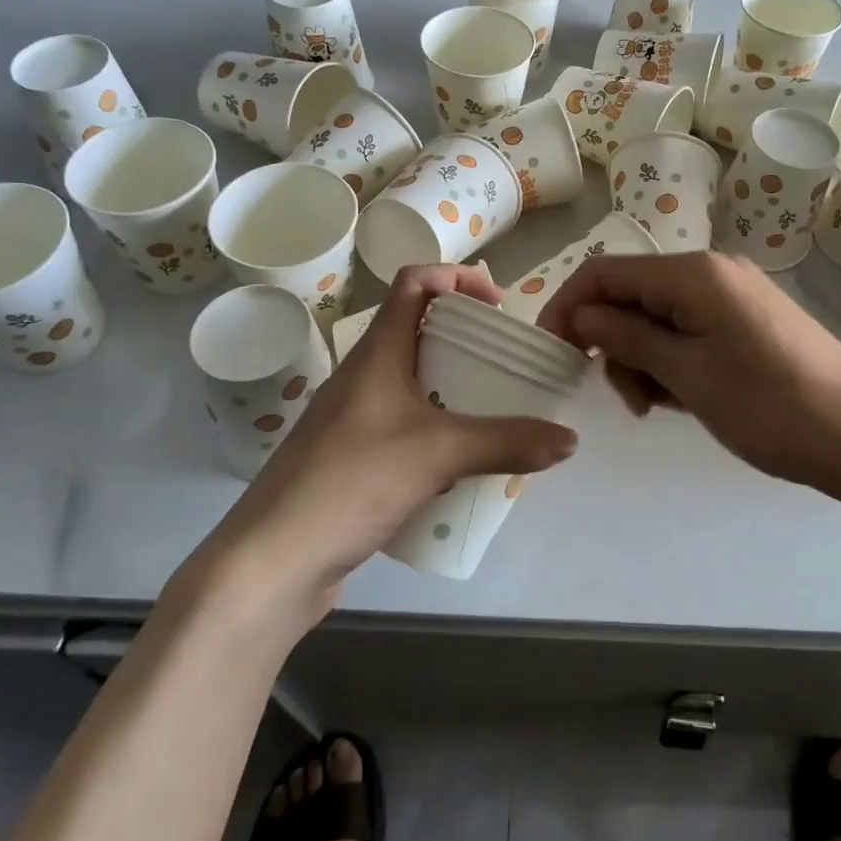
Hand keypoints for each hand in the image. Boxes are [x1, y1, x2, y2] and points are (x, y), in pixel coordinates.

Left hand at [199, 264, 578, 618]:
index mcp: (376, 354)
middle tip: (509, 363)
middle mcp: (362, 378)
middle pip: (418, 333)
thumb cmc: (350, 482)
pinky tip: (463, 466)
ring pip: (413, 385)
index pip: (413, 284)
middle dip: (466, 340)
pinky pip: (406, 429)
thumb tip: (569, 440)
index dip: (457, 277)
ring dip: (454, 390)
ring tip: (498, 412)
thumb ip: (507, 442)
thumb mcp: (438, 454)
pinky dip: (439, 432)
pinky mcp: (352, 461)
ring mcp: (353, 421)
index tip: (499, 305)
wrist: (272, 563)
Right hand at [537, 251, 840, 511]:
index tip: (552, 353)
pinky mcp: (747, 321)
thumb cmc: (770, 407)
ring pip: (658, 316)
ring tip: (656, 407)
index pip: (606, 272)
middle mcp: (711, 272)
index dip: (569, 307)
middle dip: (613, 342)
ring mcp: (732, 296)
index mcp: (694, 274)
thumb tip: (580, 315)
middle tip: (625, 400)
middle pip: (631, 294)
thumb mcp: (687, 375)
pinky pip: (688, 330)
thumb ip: (627, 337)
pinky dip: (672, 360)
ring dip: (642, 358)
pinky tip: (682, 398)